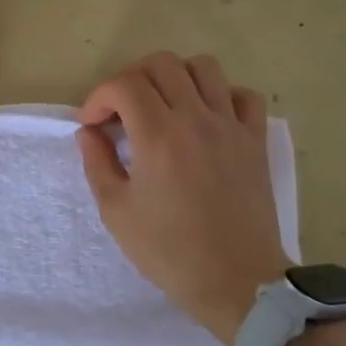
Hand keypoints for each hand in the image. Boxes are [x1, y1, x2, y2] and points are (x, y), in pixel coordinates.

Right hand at [77, 51, 286, 344]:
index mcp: (158, 136)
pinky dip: (221, 95)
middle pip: (162, 64)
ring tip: (163, 105)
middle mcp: (196, 118)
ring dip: (176, 77)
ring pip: (205, 67)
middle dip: (132, 78)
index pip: (124, 84)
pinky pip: (243, 95)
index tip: (92, 124)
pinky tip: (206, 118)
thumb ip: (97, 163)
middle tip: (122, 111)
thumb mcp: (116, 212)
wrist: (236, 281)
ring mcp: (231, 126)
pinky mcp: (256, 140)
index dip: (99, 97)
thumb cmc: (169, 251)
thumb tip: (89, 132)